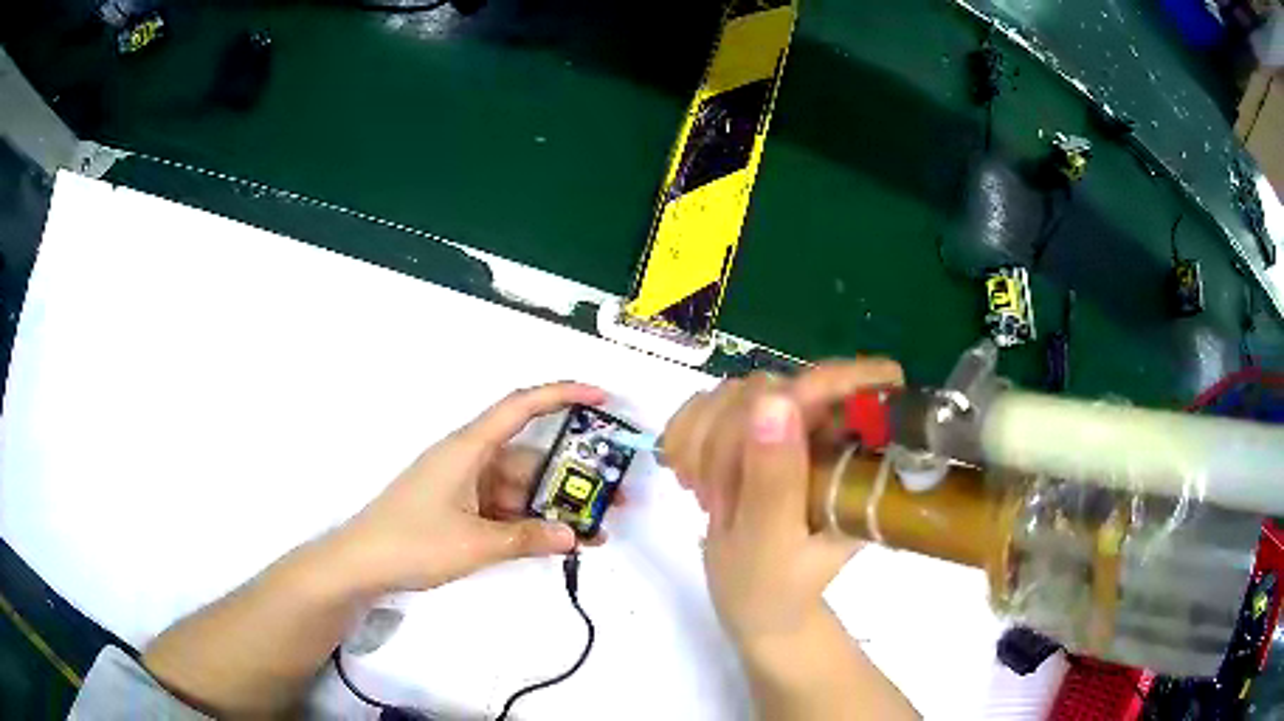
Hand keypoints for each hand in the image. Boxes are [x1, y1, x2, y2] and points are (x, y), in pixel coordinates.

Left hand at [334, 381, 607, 593]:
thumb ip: (528, 538)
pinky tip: (553, 541)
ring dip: (551, 506)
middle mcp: (468, 459)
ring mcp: (462, 485)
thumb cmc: (414, 542)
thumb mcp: (476, 543)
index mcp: (468, 448)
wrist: (362, 563)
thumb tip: (573, 536)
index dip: (563, 395)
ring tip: (591, 531)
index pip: (521, 407)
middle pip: (528, 457)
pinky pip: (502, 507)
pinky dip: (527, 522)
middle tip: (612, 495)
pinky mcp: (457, 508)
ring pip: (518, 487)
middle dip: (570, 475)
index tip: (602, 398)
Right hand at [662, 360, 903, 648]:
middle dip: (735, 434)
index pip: (873, 380)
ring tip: (704, 495)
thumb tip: (774, 400)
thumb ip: (774, 478)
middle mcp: (832, 433)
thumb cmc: (773, 589)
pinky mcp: (753, 431)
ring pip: (740, 391)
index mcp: (861, 459)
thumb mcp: (772, 543)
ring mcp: (792, 429)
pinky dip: (687, 437)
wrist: (752, 606)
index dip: (826, 385)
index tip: (770, 424)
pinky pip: (709, 403)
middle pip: (784, 383)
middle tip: (715, 495)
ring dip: (704, 441)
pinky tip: (687, 475)